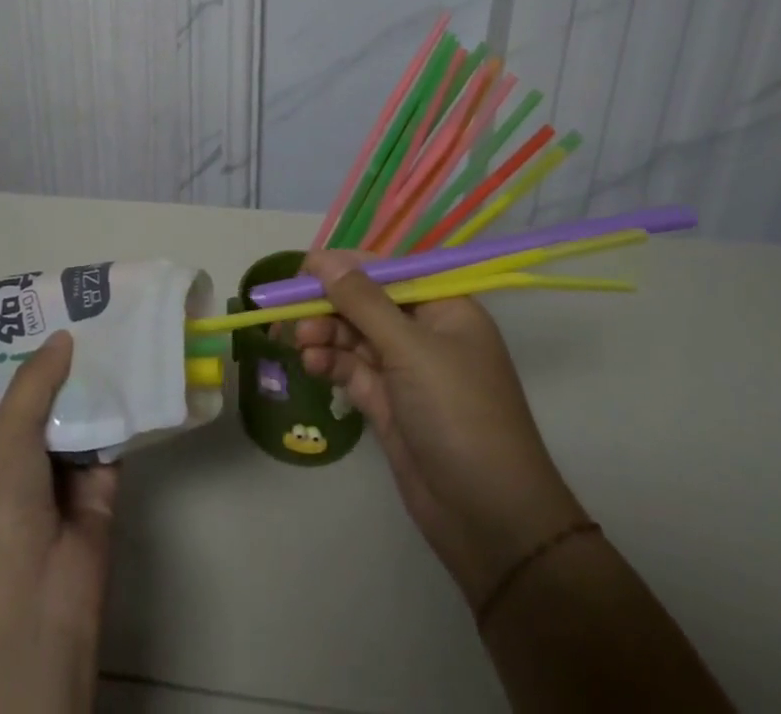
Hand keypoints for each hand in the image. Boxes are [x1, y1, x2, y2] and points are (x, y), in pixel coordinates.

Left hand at [0, 330, 118, 713]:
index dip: (34, 358)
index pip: (15, 394)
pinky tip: (141, 374)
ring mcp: (66, 478)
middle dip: (71, 364)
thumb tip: (63, 336)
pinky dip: (126, 415)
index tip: (55, 313)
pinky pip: (114, 443)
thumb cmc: (2, 514)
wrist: (35, 605)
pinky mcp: (103, 492)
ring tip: (122, 330)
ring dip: (100, 384)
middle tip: (97, 312)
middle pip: (53, 401)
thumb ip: (34, 384)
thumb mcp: (5, 438)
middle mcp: (29, 461)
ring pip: (85, 418)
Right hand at [296, 251, 586, 603]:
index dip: (345, 267)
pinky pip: (351, 368)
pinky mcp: (388, 403)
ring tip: (299, 344)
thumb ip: (362, 301)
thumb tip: (322, 258)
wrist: (490, 522)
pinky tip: (311, 364)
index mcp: (444, 308)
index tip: (302, 271)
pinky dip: (329, 362)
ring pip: (353, 335)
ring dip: (324, 334)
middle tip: (289, 313)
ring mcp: (406, 370)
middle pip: (365, 302)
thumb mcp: (410, 349)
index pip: (388, 271)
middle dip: (328, 304)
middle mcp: (425, 332)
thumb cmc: (459, 415)